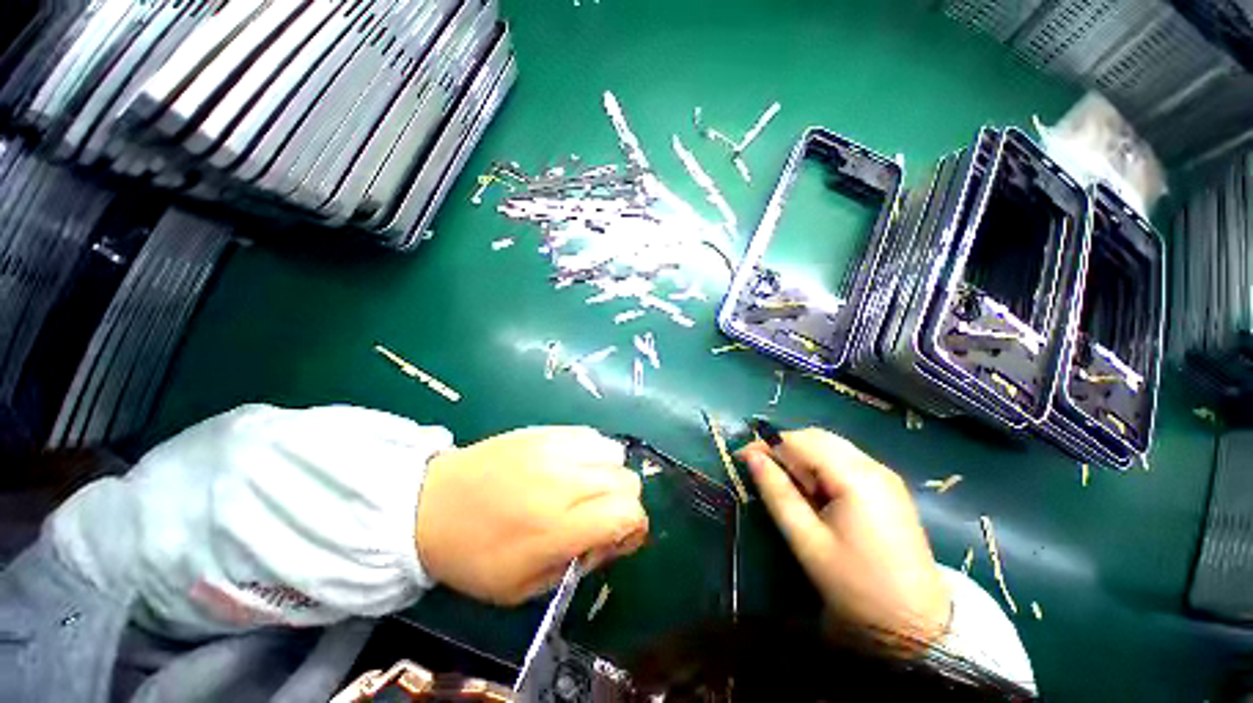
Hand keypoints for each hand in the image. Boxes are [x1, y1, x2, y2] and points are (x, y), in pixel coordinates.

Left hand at [416, 427, 647, 605]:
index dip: (634, 528)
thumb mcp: (524, 586)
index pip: (628, 513)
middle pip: (628, 481)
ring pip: (615, 452)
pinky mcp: (547, 430)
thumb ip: (579, 562)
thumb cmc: (474, 555)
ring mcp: (556, 448)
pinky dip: (593, 452)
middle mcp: (565, 481)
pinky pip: (592, 435)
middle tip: (597, 515)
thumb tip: (615, 537)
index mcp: (558, 527)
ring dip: (609, 473)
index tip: (618, 537)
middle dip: (623, 503)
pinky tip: (571, 466)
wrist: (430, 504)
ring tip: (585, 486)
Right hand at [736, 428, 949, 644]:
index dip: (768, 444)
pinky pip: (844, 461)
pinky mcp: (887, 487)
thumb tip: (751, 458)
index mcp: (857, 478)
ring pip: (830, 447)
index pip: (802, 441)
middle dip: (785, 448)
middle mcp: (874, 467)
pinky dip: (820, 467)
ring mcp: (884, 475)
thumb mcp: (807, 541)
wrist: (917, 624)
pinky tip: (815, 493)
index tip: (742, 456)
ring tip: (789, 486)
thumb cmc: (856, 585)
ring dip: (802, 457)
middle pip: (817, 438)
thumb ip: (777, 493)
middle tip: (764, 472)